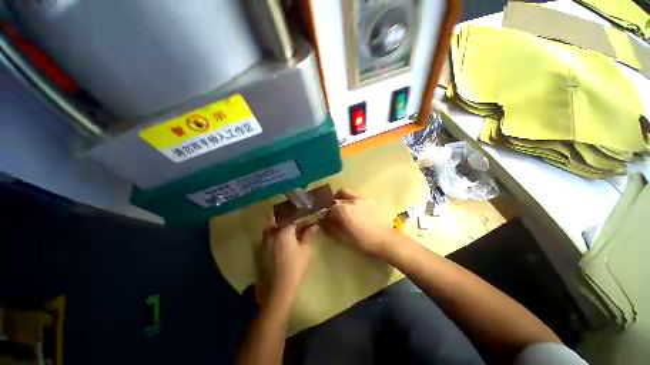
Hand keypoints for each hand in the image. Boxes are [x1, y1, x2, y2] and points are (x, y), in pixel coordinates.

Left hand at [259, 219, 317, 299]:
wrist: (279, 288)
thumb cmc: (295, 267)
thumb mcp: (305, 250)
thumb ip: (308, 235)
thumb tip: (314, 225)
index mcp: (283, 231)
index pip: (290, 217)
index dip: (297, 214)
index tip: (303, 213)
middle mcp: (271, 233)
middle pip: (276, 218)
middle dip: (284, 216)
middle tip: (292, 217)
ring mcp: (264, 242)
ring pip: (269, 227)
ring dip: (276, 224)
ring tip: (285, 226)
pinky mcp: (261, 250)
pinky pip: (266, 236)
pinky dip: (272, 233)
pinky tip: (279, 238)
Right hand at [319, 189, 396, 259]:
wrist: (386, 240)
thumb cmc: (363, 242)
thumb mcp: (343, 238)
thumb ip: (330, 227)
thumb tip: (321, 221)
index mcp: (344, 210)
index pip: (330, 204)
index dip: (326, 209)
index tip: (325, 215)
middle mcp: (352, 200)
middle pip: (339, 194)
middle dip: (334, 200)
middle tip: (334, 210)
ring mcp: (362, 199)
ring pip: (348, 193)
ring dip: (344, 199)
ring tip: (346, 210)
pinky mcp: (371, 201)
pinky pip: (357, 197)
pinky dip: (353, 201)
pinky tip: (357, 212)